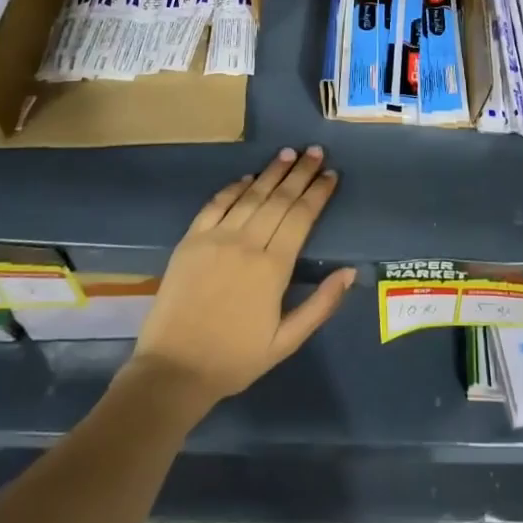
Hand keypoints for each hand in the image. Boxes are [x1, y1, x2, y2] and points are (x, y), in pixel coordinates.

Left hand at [127, 147, 355, 415]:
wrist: (173, 370)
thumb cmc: (235, 359)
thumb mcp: (286, 341)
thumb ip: (321, 305)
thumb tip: (350, 272)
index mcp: (273, 268)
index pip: (301, 218)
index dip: (318, 193)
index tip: (331, 174)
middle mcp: (246, 244)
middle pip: (279, 199)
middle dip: (300, 173)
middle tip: (315, 151)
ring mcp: (215, 239)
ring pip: (250, 195)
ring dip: (271, 172)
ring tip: (289, 153)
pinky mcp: (190, 241)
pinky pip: (216, 205)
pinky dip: (234, 188)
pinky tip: (248, 177)